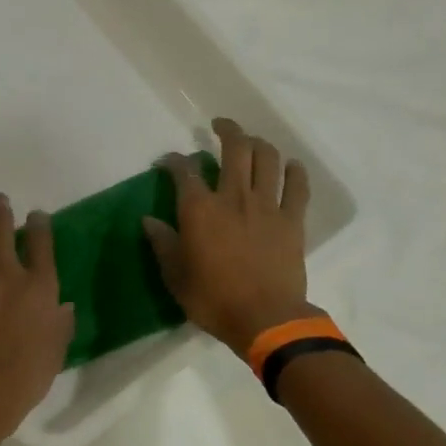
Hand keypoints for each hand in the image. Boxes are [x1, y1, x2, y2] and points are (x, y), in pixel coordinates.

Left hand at [0, 190, 74, 436]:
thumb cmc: (26, 374)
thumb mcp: (56, 349)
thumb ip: (61, 323)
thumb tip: (64, 307)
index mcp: (41, 285)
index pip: (43, 242)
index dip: (40, 224)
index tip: (36, 216)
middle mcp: (8, 270)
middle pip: (3, 227)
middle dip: (0, 208)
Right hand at [143, 118, 317, 357]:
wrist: (265, 319)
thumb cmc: (213, 299)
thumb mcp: (175, 276)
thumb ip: (162, 244)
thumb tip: (148, 221)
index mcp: (199, 209)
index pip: (184, 170)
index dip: (173, 160)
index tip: (166, 161)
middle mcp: (233, 197)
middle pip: (234, 149)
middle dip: (226, 130)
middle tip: (219, 126)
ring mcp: (267, 206)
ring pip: (267, 158)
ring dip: (258, 143)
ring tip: (251, 142)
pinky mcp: (293, 220)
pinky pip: (297, 186)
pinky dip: (294, 171)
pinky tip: (290, 166)